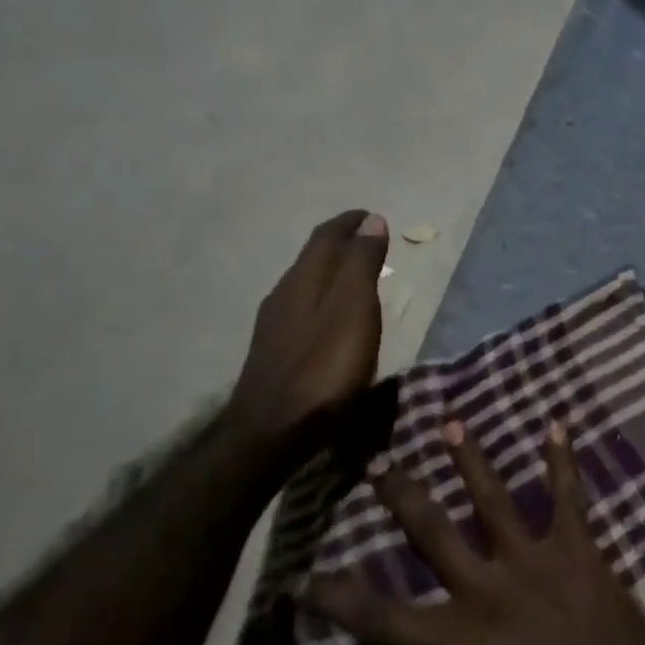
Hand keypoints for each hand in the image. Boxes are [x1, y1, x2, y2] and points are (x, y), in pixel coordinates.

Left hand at [229, 210, 388, 456]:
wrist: (272, 430)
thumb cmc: (324, 368)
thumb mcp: (354, 309)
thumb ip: (362, 263)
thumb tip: (371, 219)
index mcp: (304, 278)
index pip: (326, 235)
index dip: (350, 222)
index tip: (371, 215)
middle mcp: (284, 293)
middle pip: (313, 257)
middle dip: (341, 243)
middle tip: (369, 240)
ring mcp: (275, 324)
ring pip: (306, 282)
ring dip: (332, 271)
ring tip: (357, 274)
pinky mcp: (275, 351)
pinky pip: (303, 307)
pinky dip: (324, 297)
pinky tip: (332, 316)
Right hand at [306, 420, 644, 644]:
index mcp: (455, 642)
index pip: (378, 616)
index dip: (334, 598)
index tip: (302, 576)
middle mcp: (486, 589)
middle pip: (431, 532)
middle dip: (399, 495)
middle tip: (376, 462)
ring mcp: (534, 563)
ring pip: (493, 498)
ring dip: (469, 458)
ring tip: (449, 421)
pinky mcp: (579, 552)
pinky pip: (569, 497)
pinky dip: (563, 460)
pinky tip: (557, 424)